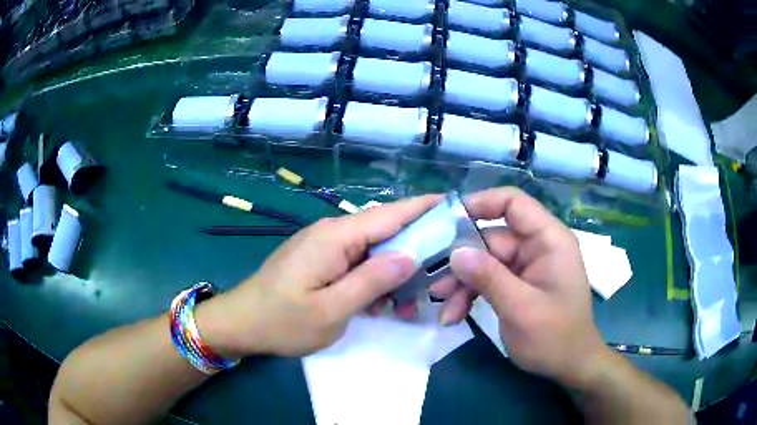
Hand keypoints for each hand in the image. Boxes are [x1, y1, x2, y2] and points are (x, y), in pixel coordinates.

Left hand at [196, 195, 442, 357]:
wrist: (242, 324)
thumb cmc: (283, 321)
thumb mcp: (331, 310)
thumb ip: (372, 281)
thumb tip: (411, 254)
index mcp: (336, 236)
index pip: (390, 214)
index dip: (424, 208)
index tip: (455, 206)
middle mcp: (333, 232)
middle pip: (386, 231)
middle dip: (415, 252)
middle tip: (438, 279)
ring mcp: (325, 246)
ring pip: (374, 251)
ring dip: (394, 273)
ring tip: (407, 304)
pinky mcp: (321, 260)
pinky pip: (357, 262)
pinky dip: (374, 280)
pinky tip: (379, 305)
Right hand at [442, 187, 609, 387]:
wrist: (569, 366)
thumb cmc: (555, 337)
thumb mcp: (521, 309)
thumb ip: (489, 278)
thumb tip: (455, 253)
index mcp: (549, 240)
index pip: (514, 203)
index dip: (481, 203)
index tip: (447, 220)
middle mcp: (536, 247)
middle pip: (491, 238)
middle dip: (462, 262)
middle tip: (436, 285)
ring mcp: (525, 267)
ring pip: (484, 262)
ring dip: (462, 284)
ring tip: (445, 311)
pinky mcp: (516, 285)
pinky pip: (487, 280)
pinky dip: (470, 295)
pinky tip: (454, 316)